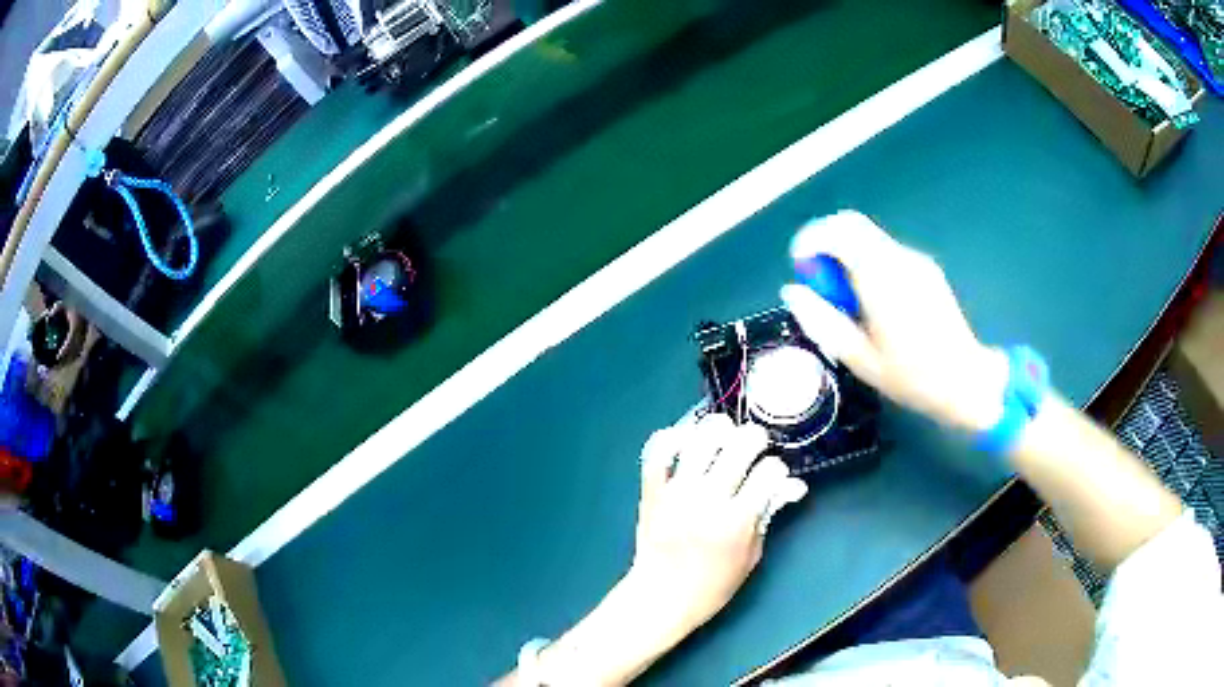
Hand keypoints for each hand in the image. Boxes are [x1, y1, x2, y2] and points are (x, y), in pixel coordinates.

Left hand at [499, 415, 807, 686]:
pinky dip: (673, 438)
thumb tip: (794, 484)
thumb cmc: (713, 584)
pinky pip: (658, 451)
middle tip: (753, 447)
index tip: (772, 475)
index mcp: (737, 520)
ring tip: (723, 438)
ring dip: (718, 430)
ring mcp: (677, 492)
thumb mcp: (751, 556)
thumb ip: (769, 515)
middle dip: (755, 439)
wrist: (660, 597)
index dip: (777, 469)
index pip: (769, 472)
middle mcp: (708, 500)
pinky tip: (687, 441)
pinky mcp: (652, 490)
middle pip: (740, 444)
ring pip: (700, 438)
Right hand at [780, 211, 1008, 431]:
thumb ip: (822, 320)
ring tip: (848, 301)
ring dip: (848, 257)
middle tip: (820, 281)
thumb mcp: (859, 358)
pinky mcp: (927, 270)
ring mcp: (916, 262)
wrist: (965, 380)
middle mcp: (899, 259)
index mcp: (880, 277)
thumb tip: (792, 291)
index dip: (810, 240)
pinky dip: (868, 265)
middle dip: (826, 244)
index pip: (837, 231)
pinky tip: (874, 303)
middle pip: (852, 226)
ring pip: (869, 239)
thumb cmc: (912, 377)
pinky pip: (887, 253)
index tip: (801, 266)